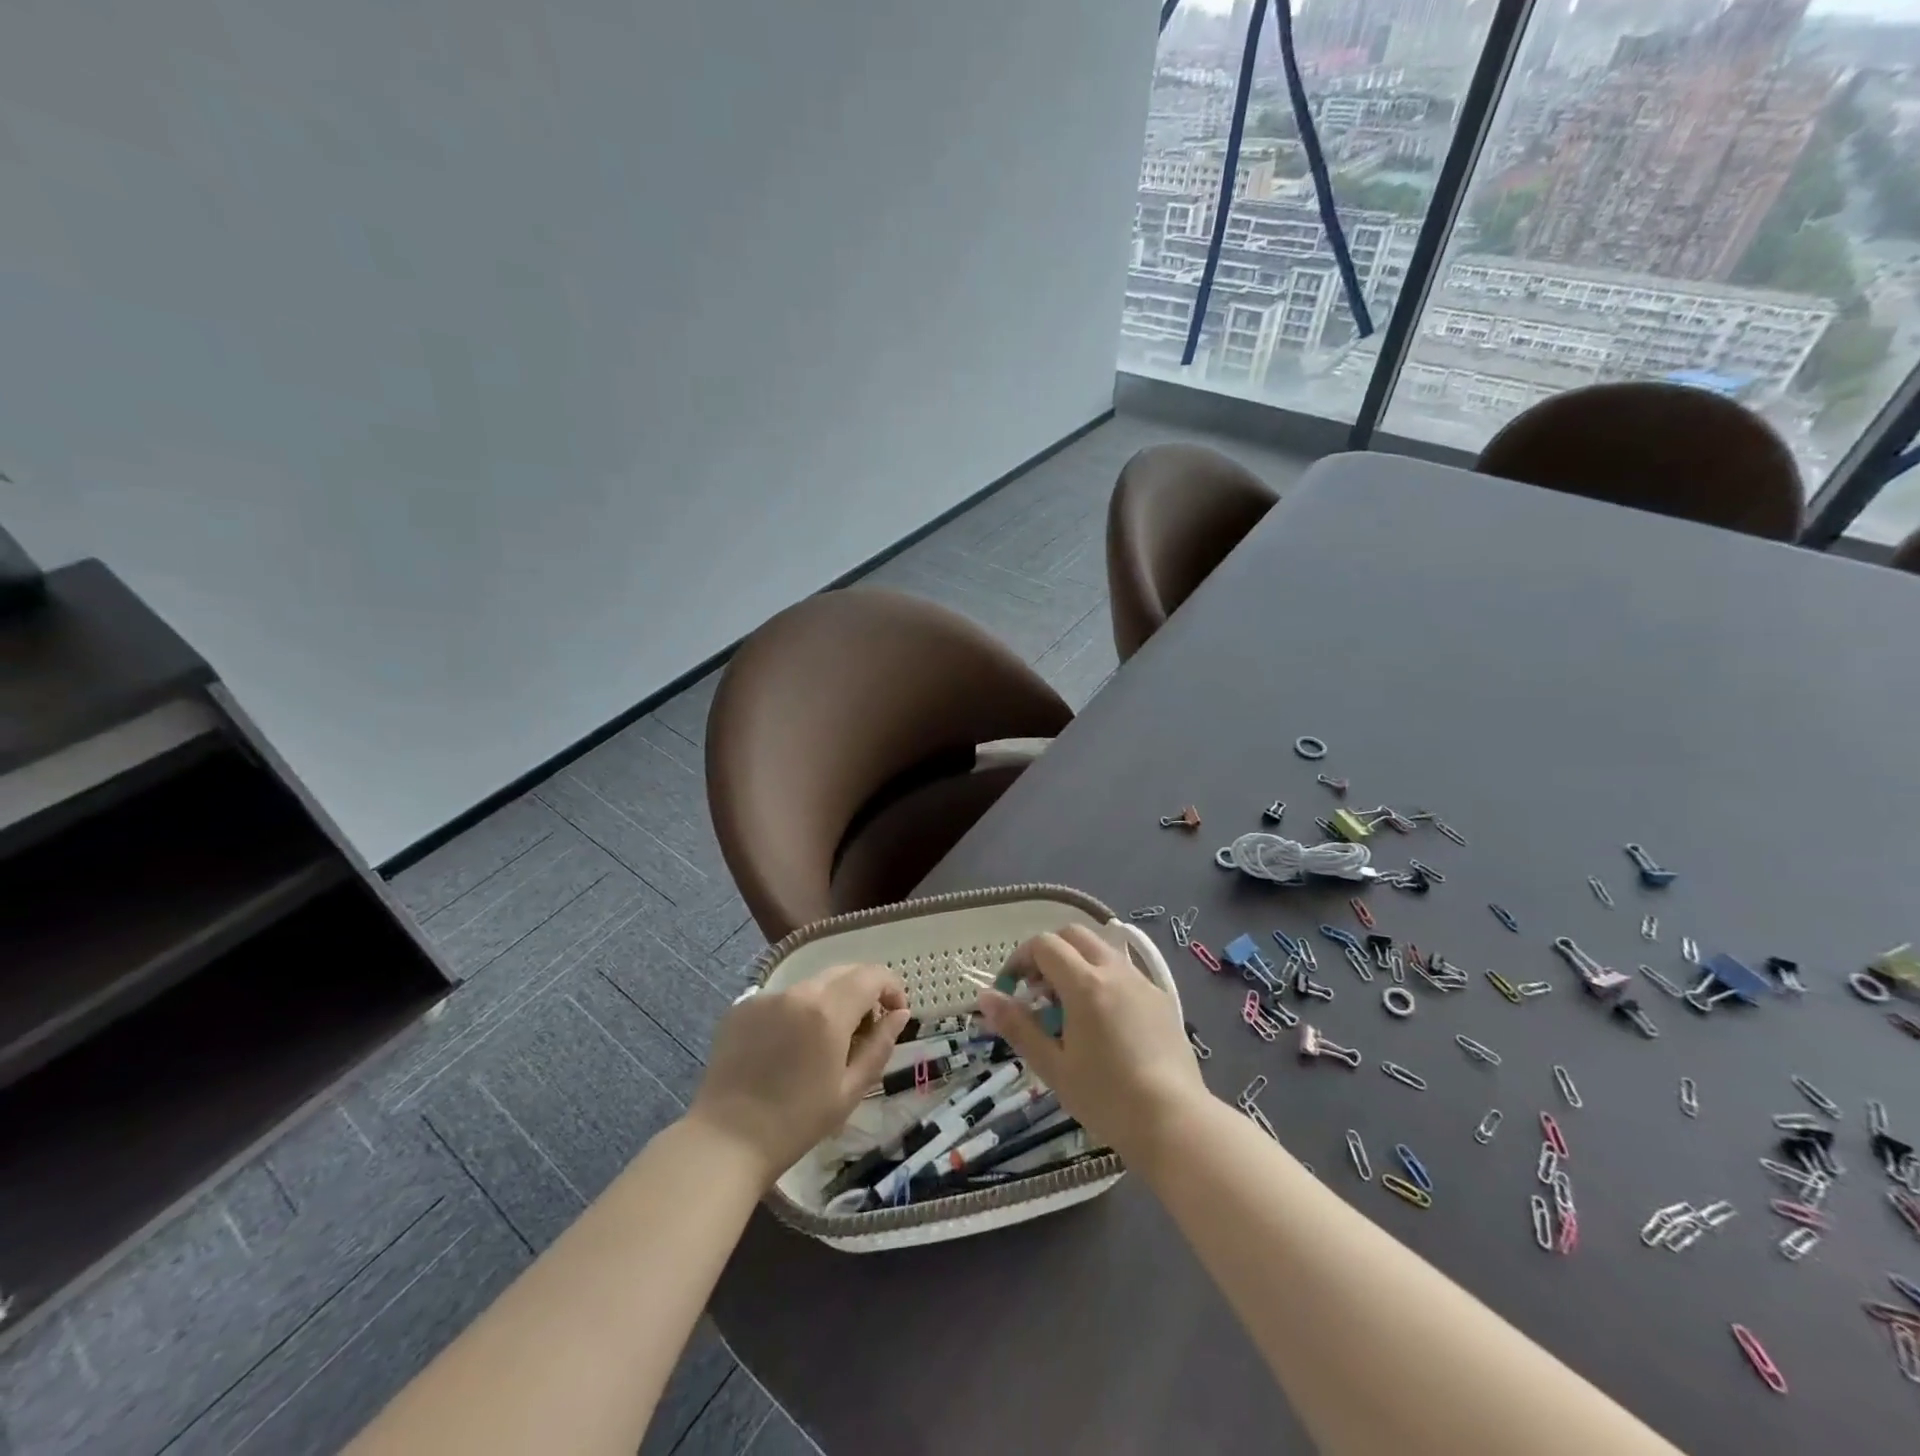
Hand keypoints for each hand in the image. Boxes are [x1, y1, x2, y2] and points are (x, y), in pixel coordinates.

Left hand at [687, 963, 910, 1184]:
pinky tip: (787, 1049)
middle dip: (863, 993)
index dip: (891, 988)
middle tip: (865, 1030)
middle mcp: (798, 992)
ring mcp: (767, 997)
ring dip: (829, 1003)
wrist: (726, 1140)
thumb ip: (880, 1045)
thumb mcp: (850, 1090)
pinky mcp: (742, 1007)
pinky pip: (782, 999)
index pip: (872, 975)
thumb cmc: (796, 1122)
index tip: (895, 1014)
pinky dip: (796, 1013)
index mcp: (829, 1011)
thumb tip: (899, 1015)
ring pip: (812, 986)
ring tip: (823, 1044)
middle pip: (843, 973)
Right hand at [975, 924, 1204, 1163]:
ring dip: (1076, 963)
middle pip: (1073, 935)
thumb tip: (985, 997)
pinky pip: (1124, 971)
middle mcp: (1115, 971)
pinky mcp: (1161, 998)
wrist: (1175, 1123)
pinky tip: (1102, 1021)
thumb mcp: (1053, 1066)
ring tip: (1068, 1009)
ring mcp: (1142, 982)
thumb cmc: (1106, 1098)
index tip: (1011, 990)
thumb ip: (1018, 1026)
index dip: (1020, 959)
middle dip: (1048, 953)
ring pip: (1101, 950)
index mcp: (1085, 984)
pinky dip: (1102, 978)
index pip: (1044, 945)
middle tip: (1038, 992)